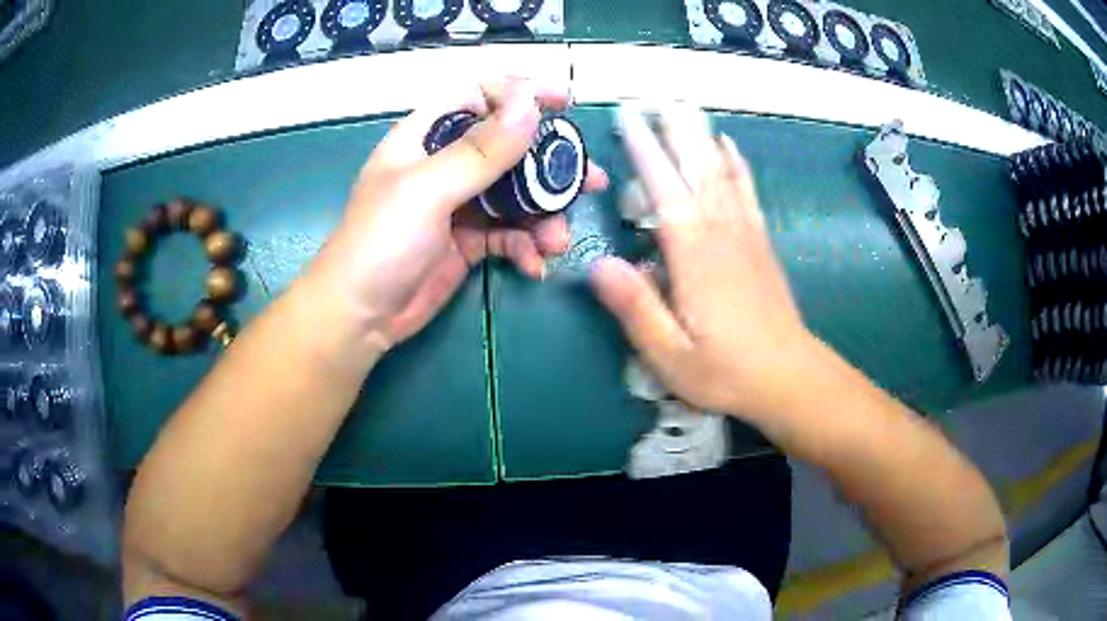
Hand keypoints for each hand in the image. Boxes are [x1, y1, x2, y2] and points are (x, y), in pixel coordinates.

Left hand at [310, 80, 607, 350]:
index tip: (563, 102)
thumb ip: (480, 151)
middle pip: (508, 148)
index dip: (519, 93)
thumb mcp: (428, 190)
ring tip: (557, 241)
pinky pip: (509, 235)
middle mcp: (446, 165)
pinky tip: (533, 266)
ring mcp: (459, 205)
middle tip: (589, 181)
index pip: (477, 97)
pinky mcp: (469, 242)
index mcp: (426, 137)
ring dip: (543, 217)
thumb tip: (529, 105)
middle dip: (550, 165)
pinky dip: (525, 247)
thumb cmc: (380, 242)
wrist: (359, 317)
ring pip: (516, 196)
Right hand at [591, 105, 810, 421]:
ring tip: (685, 105)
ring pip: (721, 172)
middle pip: (696, 169)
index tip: (630, 117)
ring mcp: (745, 234)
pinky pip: (746, 191)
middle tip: (655, 96)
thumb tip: (597, 263)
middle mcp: (722, 233)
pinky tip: (728, 145)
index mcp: (695, 256)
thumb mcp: (670, 355)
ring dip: (701, 136)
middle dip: (674, 130)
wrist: (788, 378)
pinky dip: (735, 163)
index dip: (646, 151)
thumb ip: (635, 308)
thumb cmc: (726, 371)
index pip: (666, 190)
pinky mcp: (760, 242)